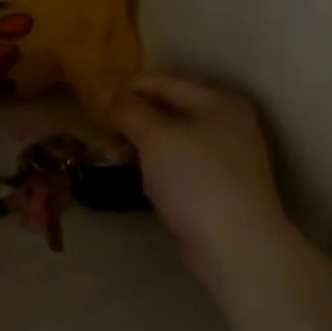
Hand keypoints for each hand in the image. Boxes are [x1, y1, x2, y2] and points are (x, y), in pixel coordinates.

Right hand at [107, 75, 296, 299]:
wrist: (237, 247)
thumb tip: (103, 85)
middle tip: (100, 128)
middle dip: (133, 120)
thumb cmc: (196, 180)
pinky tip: (143, 180)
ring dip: (143, 145)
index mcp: (220, 103)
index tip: (94, 95)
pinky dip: (159, 168)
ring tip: (114, 155)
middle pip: (170, 111)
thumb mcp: (155, 137)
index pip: (165, 83)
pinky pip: (180, 166)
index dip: (128, 87)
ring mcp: (227, 159)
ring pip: (173, 141)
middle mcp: (228, 125)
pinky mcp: (219, 188)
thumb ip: (128, 109)